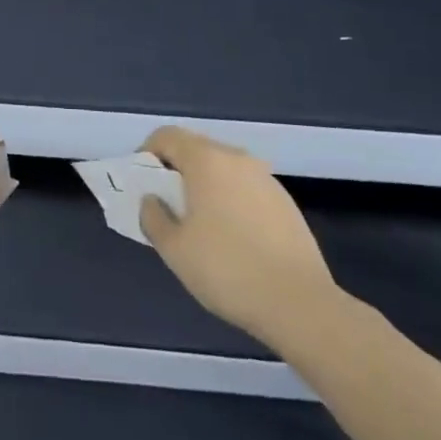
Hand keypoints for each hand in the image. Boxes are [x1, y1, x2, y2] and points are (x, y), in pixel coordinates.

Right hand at [138, 127, 337, 343]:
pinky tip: (231, 235)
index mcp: (206, 160)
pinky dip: (229, 198)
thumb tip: (152, 200)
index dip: (147, 152)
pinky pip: (245, 187)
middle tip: (165, 202)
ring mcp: (266, 179)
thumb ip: (152, 217)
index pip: (167, 136)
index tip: (141, 182)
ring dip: (204, 184)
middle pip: (196, 148)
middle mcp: (237, 159)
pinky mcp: (285, 202)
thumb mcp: (173, 249)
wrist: (299, 304)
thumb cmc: (226, 269)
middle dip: (175, 168)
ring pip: (223, 168)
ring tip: (198, 221)